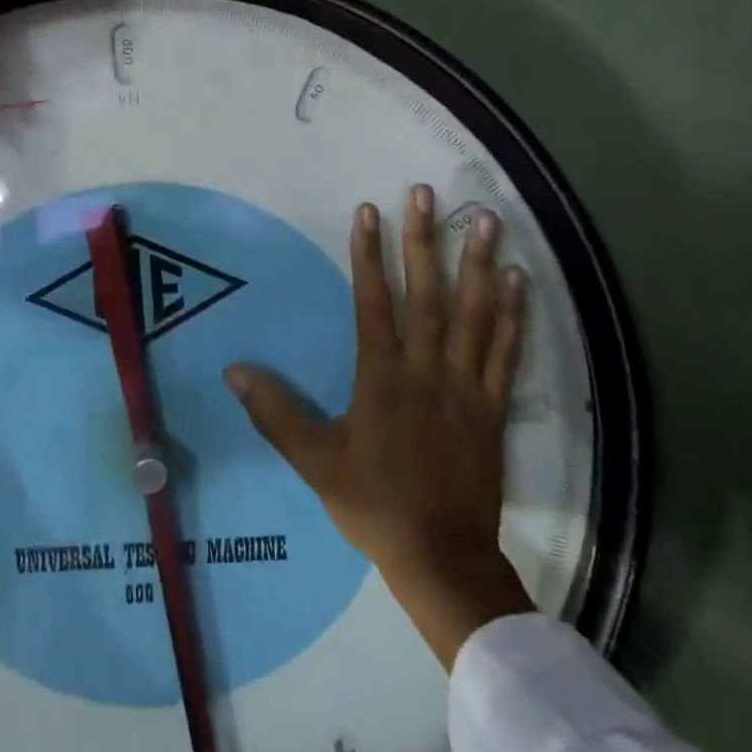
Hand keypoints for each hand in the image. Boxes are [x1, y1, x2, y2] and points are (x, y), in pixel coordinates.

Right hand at [225, 185, 534, 667]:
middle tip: (426, 194)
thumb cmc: (374, 504)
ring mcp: (466, 385)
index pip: (373, 302)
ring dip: (478, 263)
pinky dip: (513, 314)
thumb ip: (275, 413)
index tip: (370, 211)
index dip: (369, 254)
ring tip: (485, 218)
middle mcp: (425, 369)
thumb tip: (233, 371)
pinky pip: (506, 352)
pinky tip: (519, 278)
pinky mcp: (494, 406)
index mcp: (381, 377)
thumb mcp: (314, 461)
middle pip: (426, 294)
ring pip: (473, 314)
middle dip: (424, 240)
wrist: (442, 557)